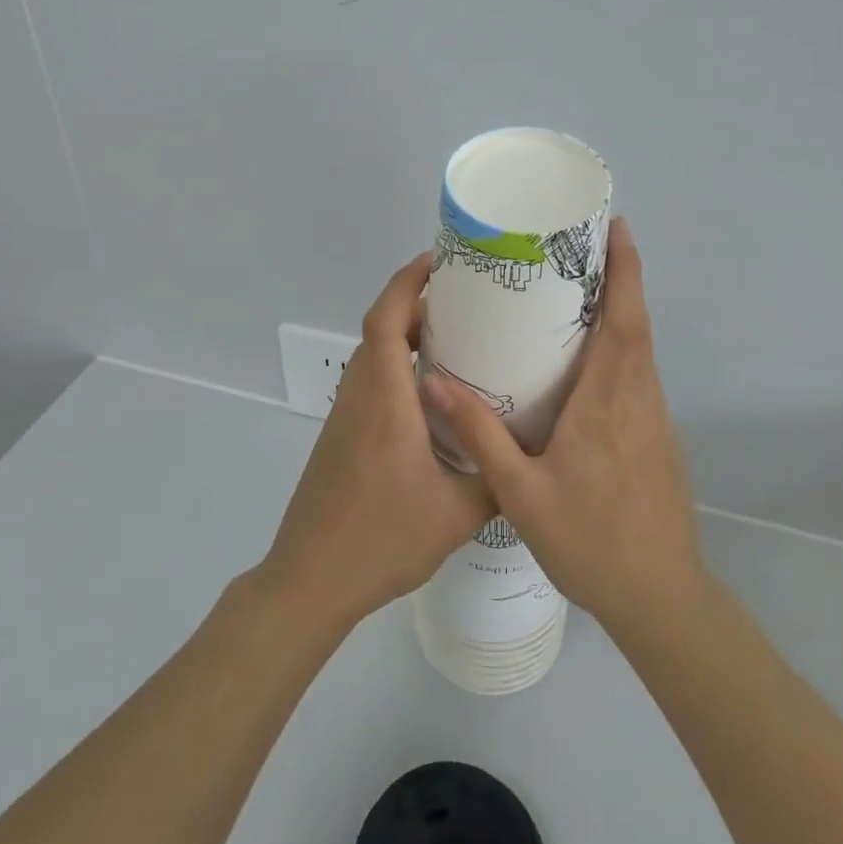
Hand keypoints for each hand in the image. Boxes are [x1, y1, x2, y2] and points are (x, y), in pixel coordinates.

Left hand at [259, 253, 495, 630]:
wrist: (311, 580)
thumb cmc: (382, 541)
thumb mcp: (458, 513)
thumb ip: (498, 476)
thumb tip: (531, 453)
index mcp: (385, 402)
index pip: (385, 321)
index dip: (407, 283)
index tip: (439, 262)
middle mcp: (359, 398)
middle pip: (379, 329)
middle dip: (416, 304)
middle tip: (466, 302)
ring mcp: (344, 417)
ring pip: (373, 357)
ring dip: (406, 336)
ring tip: (457, 340)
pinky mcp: (341, 437)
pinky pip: (371, 383)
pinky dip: (398, 368)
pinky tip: (433, 395)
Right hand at [423, 219, 707, 639]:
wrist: (660, 598)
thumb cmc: (590, 542)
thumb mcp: (520, 492)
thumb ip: (479, 434)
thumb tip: (433, 381)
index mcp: (608, 402)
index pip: (624, 320)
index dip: (625, 270)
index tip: (617, 228)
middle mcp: (639, 399)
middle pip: (636, 325)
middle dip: (619, 279)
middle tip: (582, 248)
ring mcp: (655, 420)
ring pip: (642, 351)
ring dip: (622, 313)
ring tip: (579, 292)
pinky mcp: (659, 439)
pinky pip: (640, 376)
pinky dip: (623, 348)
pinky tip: (588, 361)